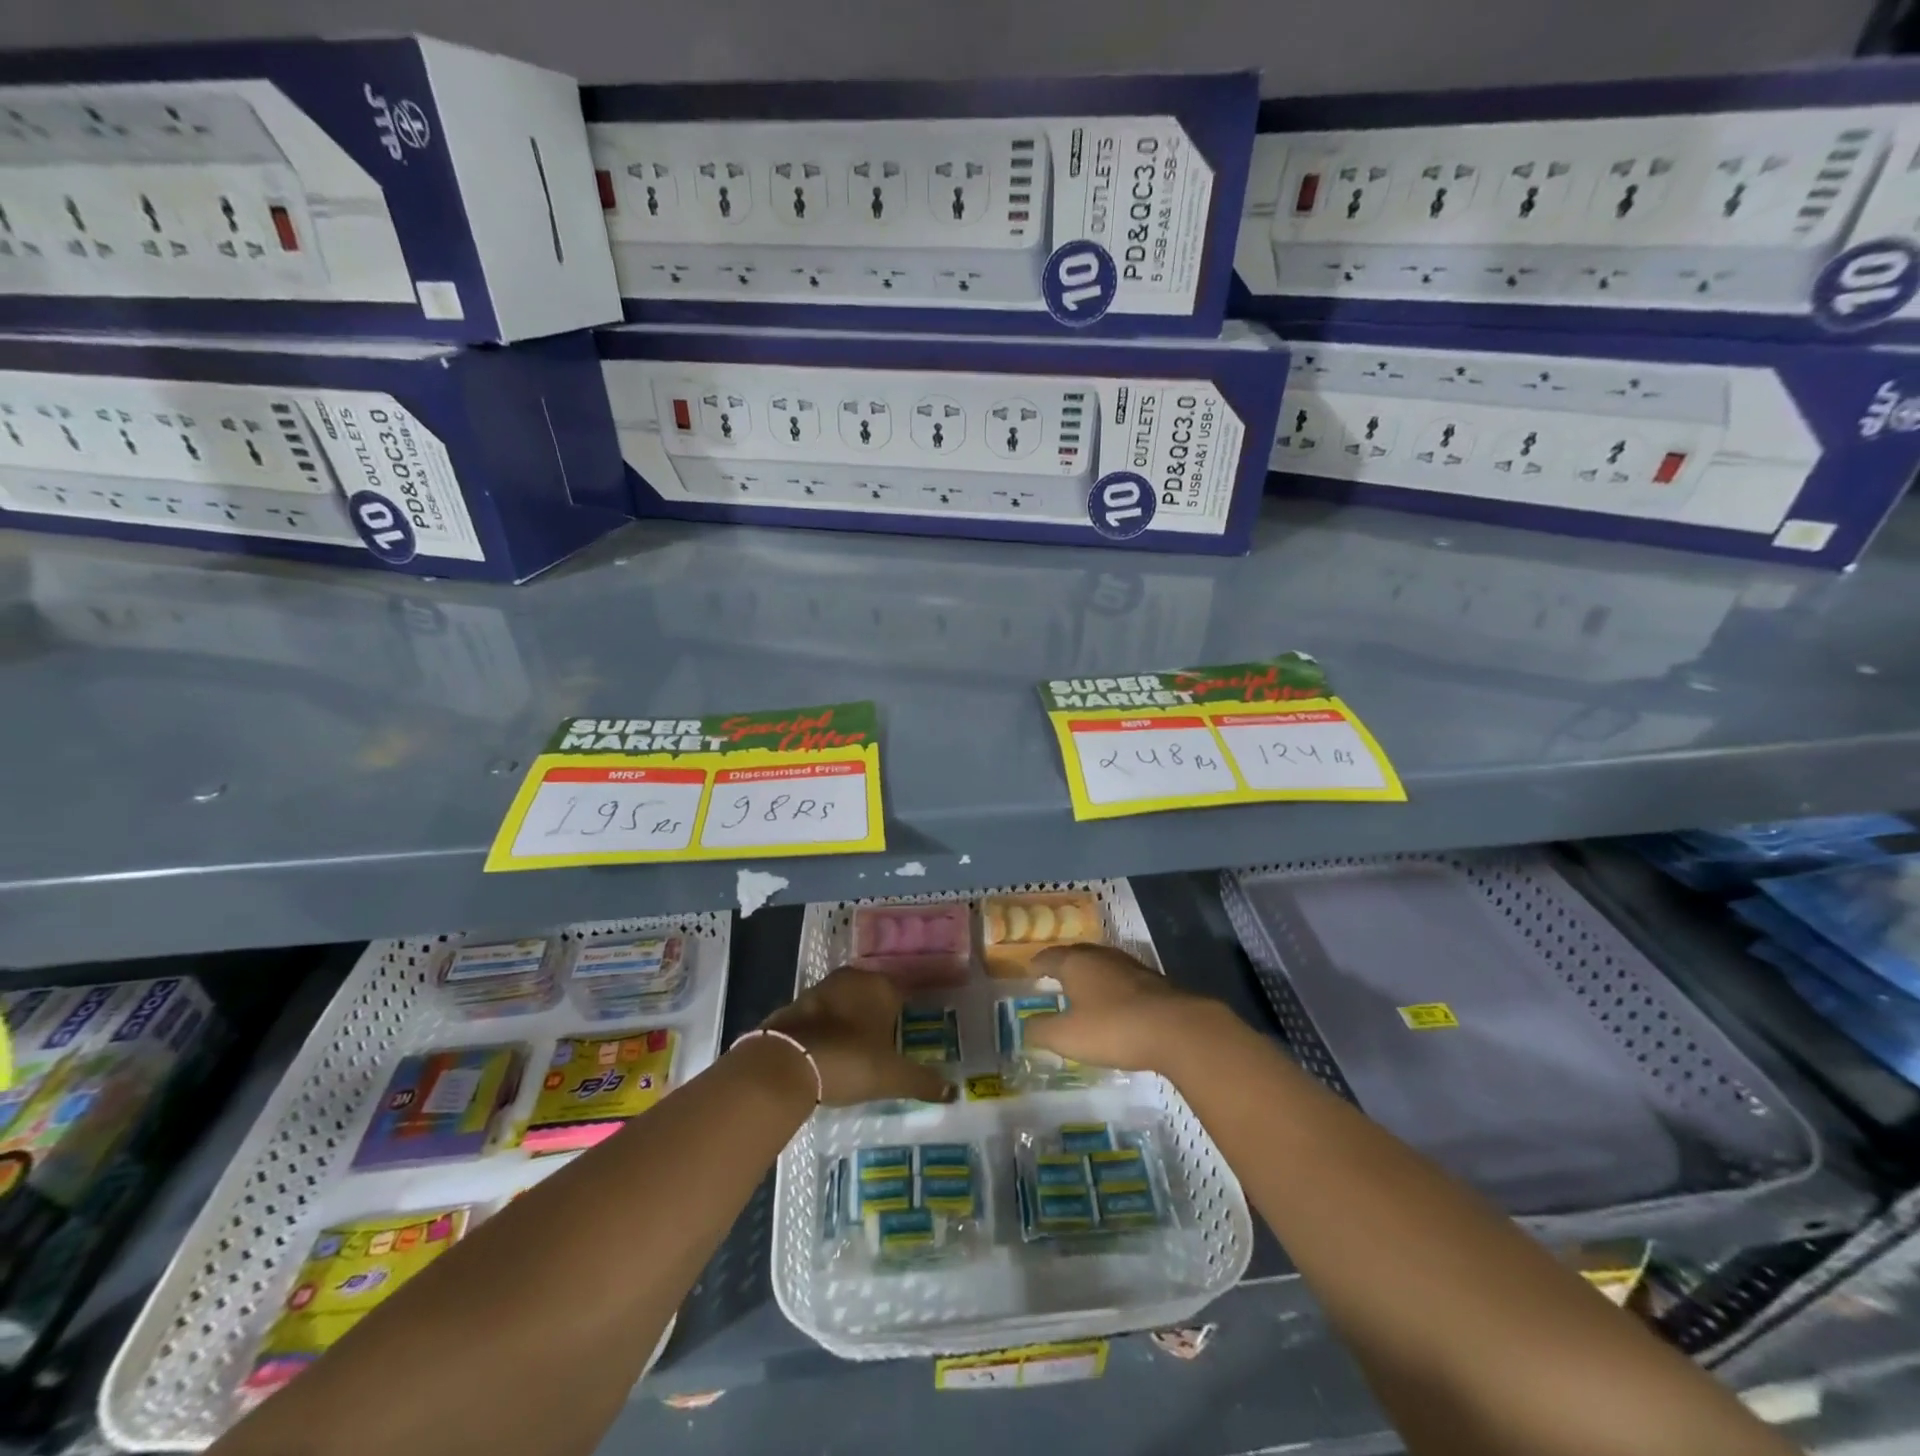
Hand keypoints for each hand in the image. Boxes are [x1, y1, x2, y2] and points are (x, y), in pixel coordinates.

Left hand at [759, 967, 956, 1106]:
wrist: (785, 1064)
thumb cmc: (849, 1061)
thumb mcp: (892, 1077)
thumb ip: (923, 1082)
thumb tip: (953, 1092)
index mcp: (881, 986)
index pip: (903, 993)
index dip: (907, 1013)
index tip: (909, 1034)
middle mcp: (853, 978)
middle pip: (873, 994)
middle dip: (878, 1014)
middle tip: (885, 1044)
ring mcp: (820, 989)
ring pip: (845, 1002)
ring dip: (850, 1020)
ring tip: (857, 1049)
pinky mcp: (795, 1005)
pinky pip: (820, 1015)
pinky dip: (826, 1029)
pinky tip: (828, 1052)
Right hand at [1022, 943, 1228, 1074]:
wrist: (1177, 1029)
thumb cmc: (1113, 1028)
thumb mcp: (1067, 1036)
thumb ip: (1041, 1030)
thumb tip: (1025, 1025)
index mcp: (1077, 963)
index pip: (1050, 957)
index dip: (1038, 964)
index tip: (1030, 970)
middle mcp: (1102, 957)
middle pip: (1077, 955)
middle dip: (1064, 964)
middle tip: (1054, 976)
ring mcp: (1132, 967)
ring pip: (1103, 965)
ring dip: (1091, 974)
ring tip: (1083, 988)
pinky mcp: (1155, 983)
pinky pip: (1124, 980)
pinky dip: (1113, 988)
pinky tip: (1115, 1003)